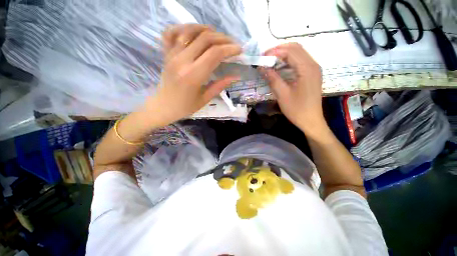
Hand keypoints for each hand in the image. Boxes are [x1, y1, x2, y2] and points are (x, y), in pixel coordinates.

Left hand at [147, 24, 241, 125]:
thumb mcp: (205, 99)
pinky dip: (183, 28)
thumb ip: (220, 85)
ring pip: (190, 31)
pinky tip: (194, 32)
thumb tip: (236, 76)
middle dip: (223, 39)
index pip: (214, 54)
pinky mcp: (166, 53)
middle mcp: (182, 61)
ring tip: (217, 36)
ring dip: (207, 30)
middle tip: (232, 44)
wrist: (163, 106)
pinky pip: (171, 32)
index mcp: (193, 76)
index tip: (239, 50)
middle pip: (205, 39)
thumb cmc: (185, 107)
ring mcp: (172, 55)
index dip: (229, 49)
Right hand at [261, 43, 324, 134]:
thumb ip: (273, 78)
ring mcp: (314, 69)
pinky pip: (300, 61)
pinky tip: (280, 67)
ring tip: (270, 61)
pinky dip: (289, 61)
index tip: (262, 57)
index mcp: (307, 69)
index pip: (290, 51)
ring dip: (284, 54)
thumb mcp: (282, 94)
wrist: (311, 120)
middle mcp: (313, 65)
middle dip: (279, 50)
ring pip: (298, 53)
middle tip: (265, 58)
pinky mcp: (312, 74)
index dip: (274, 52)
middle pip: (296, 48)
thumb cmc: (297, 109)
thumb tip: (262, 67)